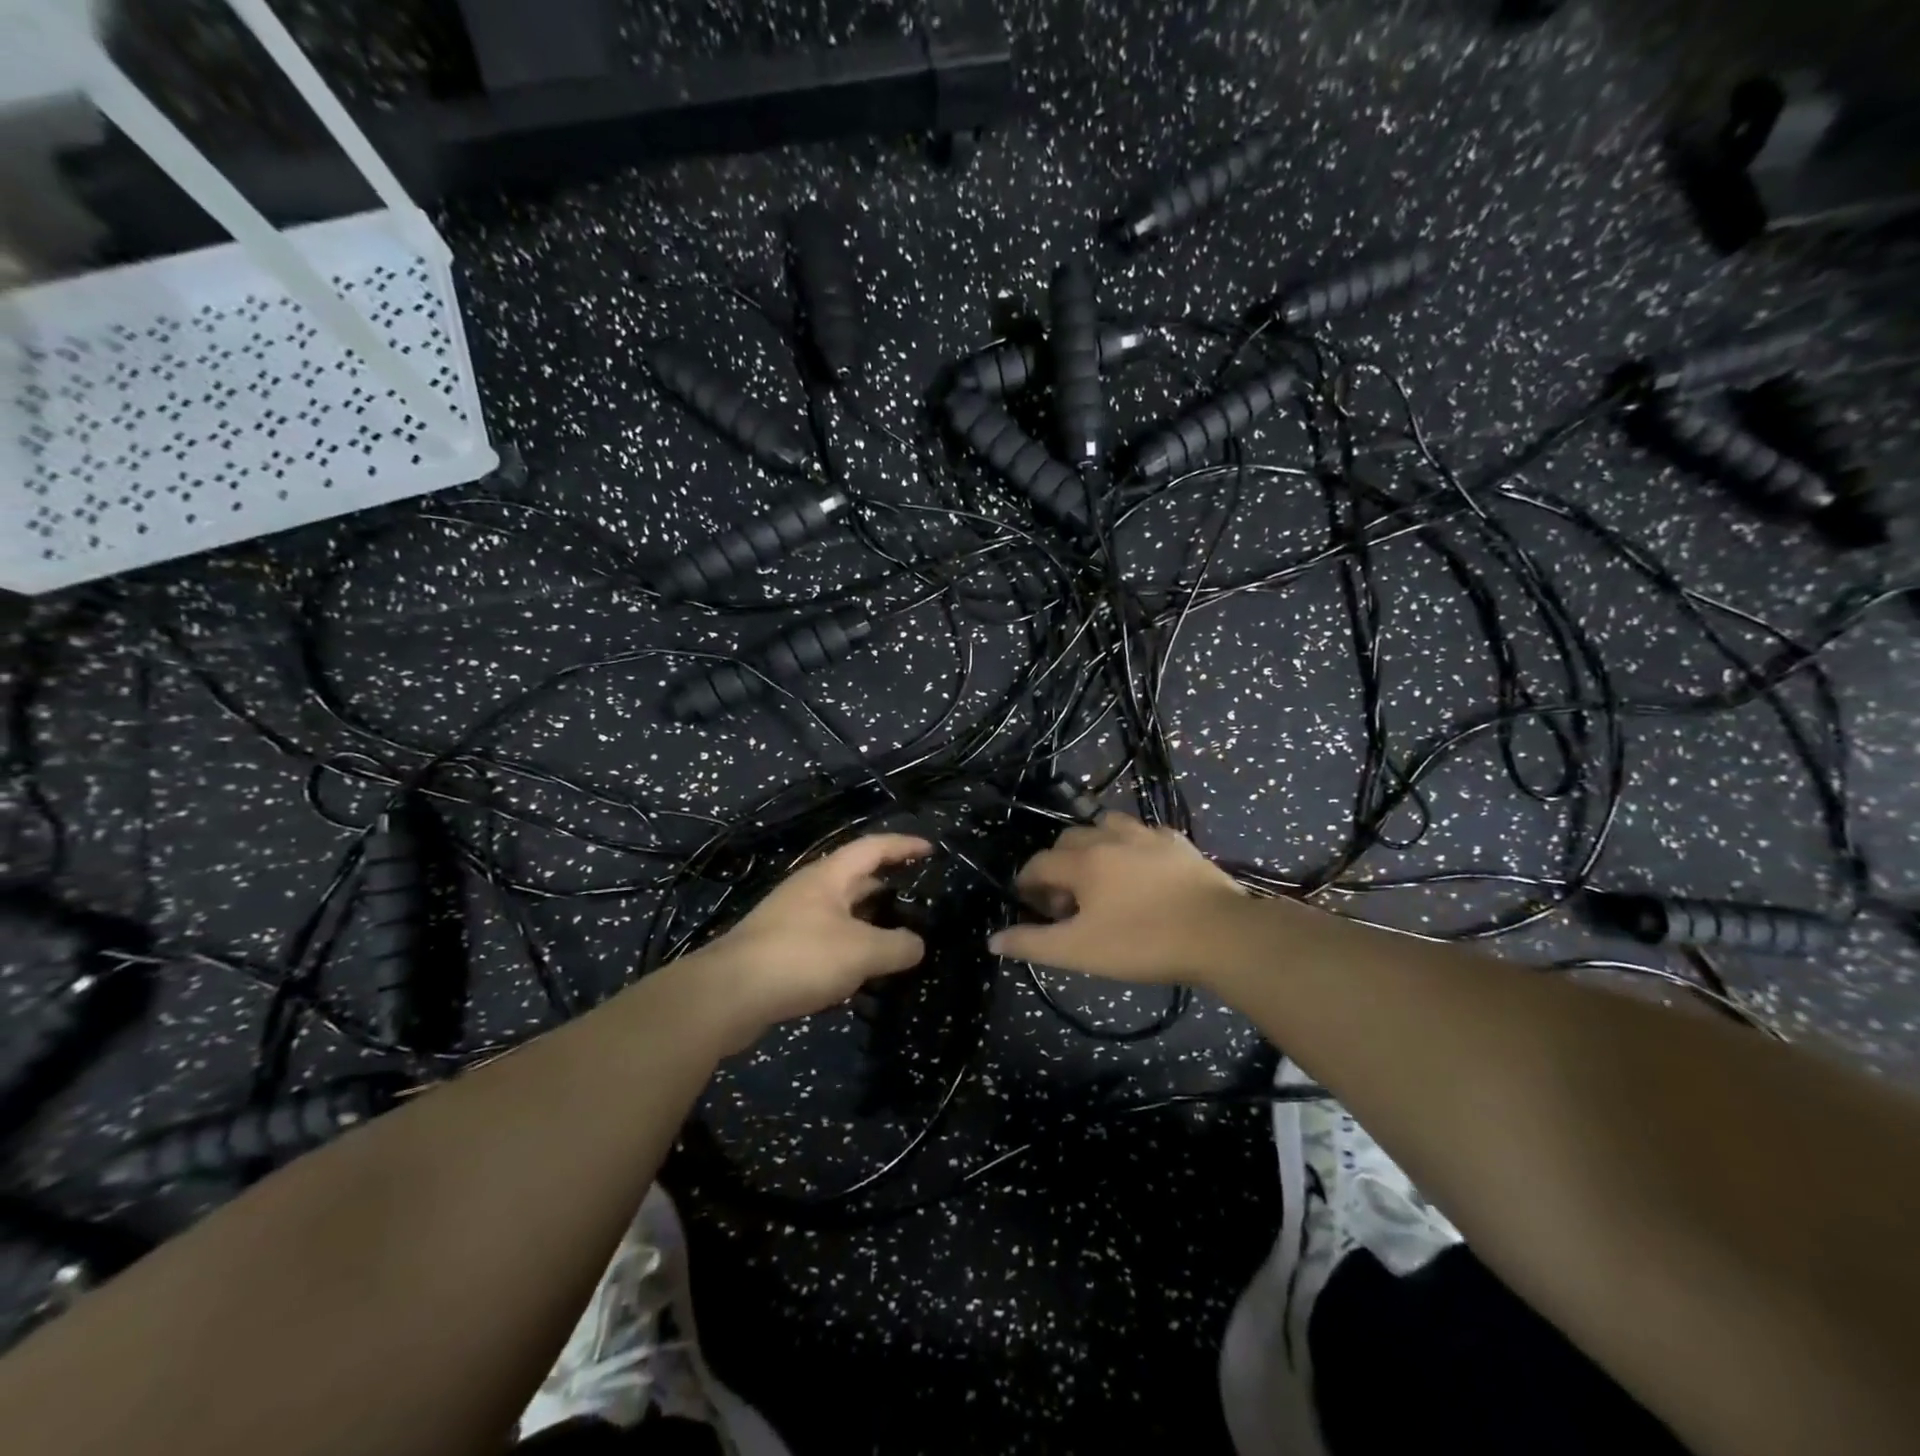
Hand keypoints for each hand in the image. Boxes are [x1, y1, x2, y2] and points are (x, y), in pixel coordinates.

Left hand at [686, 833, 931, 1050]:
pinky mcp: (780, 950)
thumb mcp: (861, 951)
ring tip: (897, 935)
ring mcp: (791, 920)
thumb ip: (897, 946)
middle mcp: (809, 891)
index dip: (903, 845)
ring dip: (868, 919)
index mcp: (829, 877)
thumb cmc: (800, 958)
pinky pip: (826, 939)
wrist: (728, 995)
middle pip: (855, 878)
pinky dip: (849, 946)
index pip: (873, 848)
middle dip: (888, 883)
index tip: (931, 849)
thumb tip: (917, 944)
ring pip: (840, 911)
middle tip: (919, 897)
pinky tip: (861, 970)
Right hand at [987, 814, 1247, 983]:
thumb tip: (993, 939)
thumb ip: (1033, 943)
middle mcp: (1110, 836)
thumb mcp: (1080, 951)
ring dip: (1093, 846)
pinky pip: (1143, 833)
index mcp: (1083, 860)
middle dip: (1058, 866)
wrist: (1220, 934)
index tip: (1031, 907)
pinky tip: (1141, 869)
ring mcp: (1147, 835)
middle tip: (1068, 903)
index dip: (1027, 885)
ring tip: (1102, 878)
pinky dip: (1130, 846)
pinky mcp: (1178, 842)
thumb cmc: (1143, 942)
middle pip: (1068, 840)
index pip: (1038, 864)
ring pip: (1105, 826)